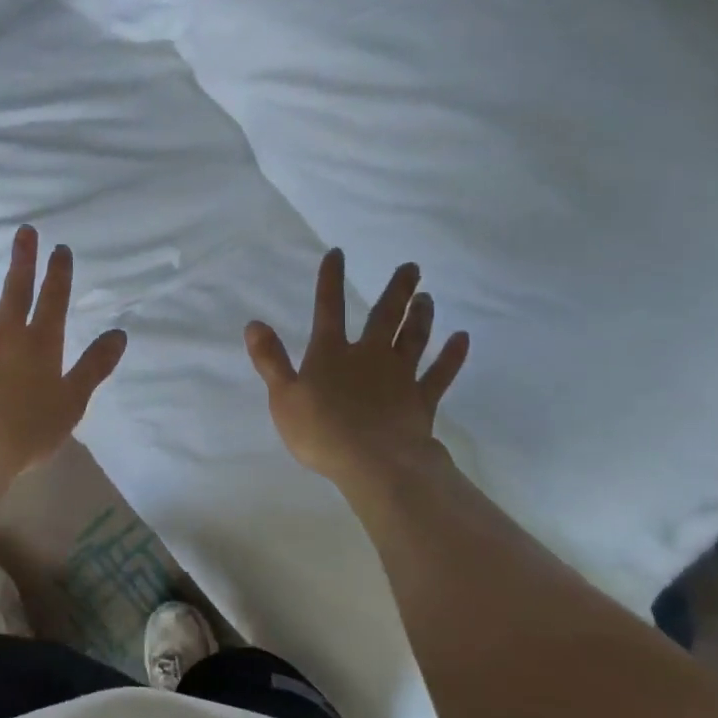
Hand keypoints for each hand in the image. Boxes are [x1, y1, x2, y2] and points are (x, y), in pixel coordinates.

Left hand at [0, 226, 128, 475]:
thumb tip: (119, 334)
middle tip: (24, 231)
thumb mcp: (72, 401)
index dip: (58, 273)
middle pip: (16, 290)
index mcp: (41, 344)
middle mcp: (7, 334)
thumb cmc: (28, 429)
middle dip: (22, 260)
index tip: (60, 248)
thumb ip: (94, 366)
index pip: (54, 300)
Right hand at [245, 249, 468, 490]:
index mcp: (331, 354)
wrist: (374, 463)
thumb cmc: (321, 431)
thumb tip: (254, 324)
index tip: (338, 253)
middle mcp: (368, 356)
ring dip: (421, 316)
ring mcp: (399, 376)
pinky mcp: (421, 400)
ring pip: (413, 338)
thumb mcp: (283, 397)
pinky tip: (462, 339)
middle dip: (397, 290)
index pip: (328, 309)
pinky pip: (440, 374)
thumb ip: (270, 360)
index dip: (330, 281)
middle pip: (384, 316)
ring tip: (427, 296)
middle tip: (412, 266)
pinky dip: (452, 356)